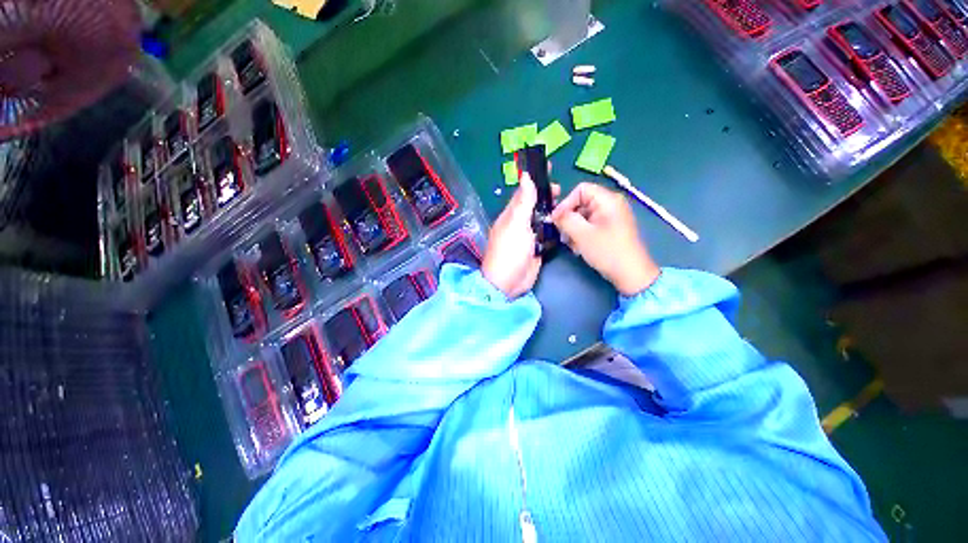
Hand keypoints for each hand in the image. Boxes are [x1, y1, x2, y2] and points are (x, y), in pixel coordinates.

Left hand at [481, 173, 557, 298]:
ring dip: (552, 211)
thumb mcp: (516, 223)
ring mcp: (528, 237)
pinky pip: (546, 234)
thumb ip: (523, 202)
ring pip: (541, 219)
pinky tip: (565, 223)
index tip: (548, 169)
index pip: (523, 192)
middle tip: (561, 191)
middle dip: (546, 197)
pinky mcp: (536, 248)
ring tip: (566, 205)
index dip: (534, 181)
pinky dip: (554, 228)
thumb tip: (525, 176)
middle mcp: (519, 223)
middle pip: (534, 205)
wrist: (509, 282)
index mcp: (511, 215)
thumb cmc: (510, 251)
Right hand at [551, 182, 659, 295]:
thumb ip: (565, 220)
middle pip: (581, 203)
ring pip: (584, 216)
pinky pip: (591, 225)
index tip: (557, 220)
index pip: (581, 190)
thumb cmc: (607, 251)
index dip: (566, 203)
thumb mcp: (582, 234)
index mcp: (608, 200)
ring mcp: (611, 217)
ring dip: (574, 229)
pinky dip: (582, 234)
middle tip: (563, 235)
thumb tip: (554, 214)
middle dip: (569, 218)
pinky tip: (579, 247)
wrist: (631, 274)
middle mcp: (611, 204)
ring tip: (571, 244)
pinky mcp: (610, 228)